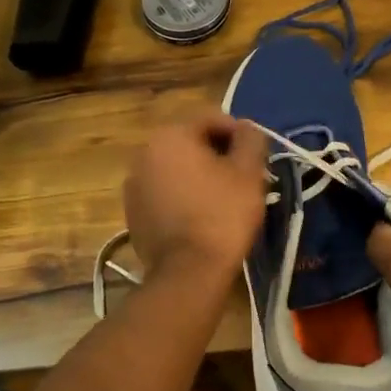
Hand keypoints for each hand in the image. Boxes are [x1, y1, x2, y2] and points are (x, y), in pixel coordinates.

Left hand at [123, 113, 268, 283]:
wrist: (188, 272)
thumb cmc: (223, 215)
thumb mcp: (249, 172)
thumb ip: (251, 139)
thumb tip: (247, 128)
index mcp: (170, 136)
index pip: (211, 118)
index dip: (239, 133)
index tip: (257, 156)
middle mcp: (144, 153)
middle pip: (191, 143)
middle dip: (218, 155)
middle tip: (245, 178)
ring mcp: (134, 185)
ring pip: (176, 169)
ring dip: (200, 176)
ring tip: (225, 199)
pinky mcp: (133, 213)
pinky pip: (165, 193)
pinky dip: (184, 197)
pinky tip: (202, 217)